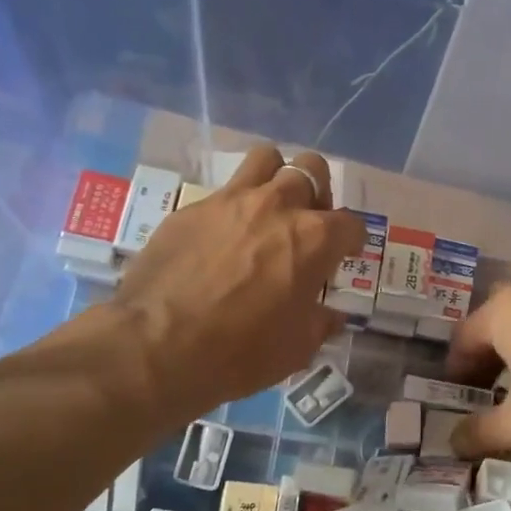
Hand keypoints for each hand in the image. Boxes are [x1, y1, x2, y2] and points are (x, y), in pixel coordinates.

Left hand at [95, 145, 364, 423]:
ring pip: (265, 159)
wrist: (158, 345)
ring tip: (268, 208)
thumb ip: (320, 323)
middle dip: (318, 192)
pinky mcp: (192, 208)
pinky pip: (221, 192)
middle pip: (311, 169)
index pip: (351, 224)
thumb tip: (330, 315)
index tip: (345, 254)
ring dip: (275, 177)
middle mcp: (278, 206)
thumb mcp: (296, 348)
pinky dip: (232, 208)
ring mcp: (231, 201)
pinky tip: (220, 238)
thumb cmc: (242, 351)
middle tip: (307, 222)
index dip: (352, 240)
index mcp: (314, 239)